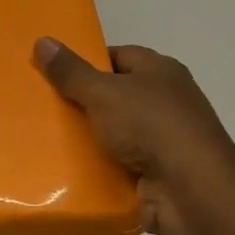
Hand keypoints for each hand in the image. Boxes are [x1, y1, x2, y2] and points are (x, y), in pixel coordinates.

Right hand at [34, 37, 234, 234]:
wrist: (192, 193)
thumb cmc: (151, 127)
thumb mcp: (103, 93)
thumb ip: (70, 71)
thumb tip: (42, 41)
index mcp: (161, 71)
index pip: (118, 56)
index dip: (86, 62)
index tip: (53, 74)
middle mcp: (167, 101)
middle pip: (115, 94)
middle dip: (82, 101)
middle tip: (43, 106)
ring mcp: (164, 139)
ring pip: (115, 131)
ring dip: (88, 137)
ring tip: (47, 138)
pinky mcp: (158, 172)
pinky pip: (119, 163)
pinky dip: (98, 166)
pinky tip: (69, 169)